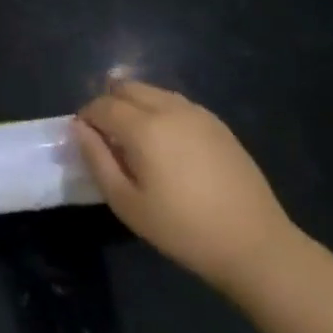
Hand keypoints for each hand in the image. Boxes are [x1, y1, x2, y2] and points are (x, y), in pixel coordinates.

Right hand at [75, 79, 296, 294]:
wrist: (254, 244)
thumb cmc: (182, 229)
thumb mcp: (126, 202)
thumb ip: (96, 159)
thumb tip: (78, 128)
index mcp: (144, 127)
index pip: (102, 105)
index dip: (86, 118)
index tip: (84, 140)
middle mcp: (169, 109)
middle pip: (126, 87)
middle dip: (109, 104)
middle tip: (107, 137)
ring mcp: (198, 114)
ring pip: (153, 91)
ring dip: (134, 105)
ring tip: (135, 140)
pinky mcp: (218, 125)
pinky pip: (177, 103)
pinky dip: (159, 110)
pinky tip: (166, 143)